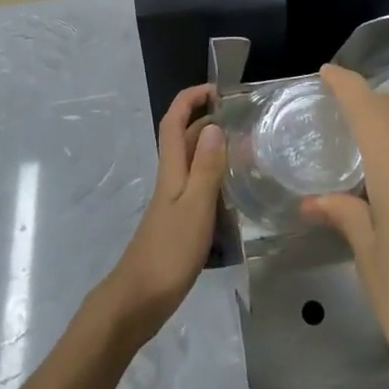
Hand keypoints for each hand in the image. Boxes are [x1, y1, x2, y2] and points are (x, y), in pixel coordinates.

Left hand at [101, 84, 226, 345]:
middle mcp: (171, 180)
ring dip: (214, 149)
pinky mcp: (179, 223)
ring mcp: (174, 202)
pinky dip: (216, 179)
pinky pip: (199, 187)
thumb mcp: (195, 207)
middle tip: (244, 119)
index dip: (190, 99)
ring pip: (193, 163)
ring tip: (248, 149)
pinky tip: (236, 192)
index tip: (217, 89)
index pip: (174, 122)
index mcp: (172, 171)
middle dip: (207, 120)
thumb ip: (206, 168)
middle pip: (184, 139)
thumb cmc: (169, 251)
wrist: (139, 300)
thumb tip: (213, 126)